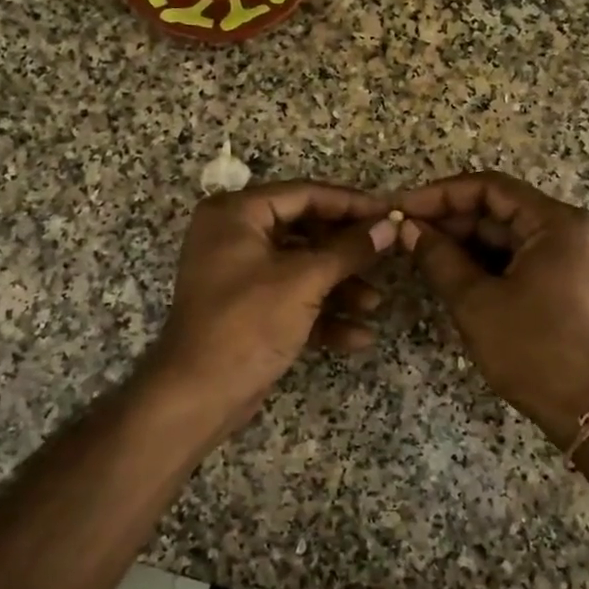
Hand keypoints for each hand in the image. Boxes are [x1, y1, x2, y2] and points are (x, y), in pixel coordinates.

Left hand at [146, 182, 396, 432]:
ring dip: (340, 287)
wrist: (198, 395)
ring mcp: (241, 274)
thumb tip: (390, 224)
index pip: (304, 194)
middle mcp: (234, 235)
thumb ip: (350, 249)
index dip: (351, 203)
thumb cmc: (248, 323)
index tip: (390, 212)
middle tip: (388, 256)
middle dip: (347, 253)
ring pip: (302, 268)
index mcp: (236, 213)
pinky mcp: (249, 309)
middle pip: (306, 231)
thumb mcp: (304, 280)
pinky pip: (292, 299)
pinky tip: (359, 337)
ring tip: (374, 304)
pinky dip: (322, 314)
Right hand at [395, 172, 588, 443]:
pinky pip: (515, 257)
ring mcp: (567, 256)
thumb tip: (407, 228)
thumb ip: (437, 257)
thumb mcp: (476, 302)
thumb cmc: (533, 350)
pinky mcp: (562, 280)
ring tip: (417, 253)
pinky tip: (447, 272)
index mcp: (554, 223)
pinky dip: (482, 262)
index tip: (402, 209)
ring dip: (462, 242)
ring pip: (504, 235)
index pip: (488, 188)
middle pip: (497, 209)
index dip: (440, 195)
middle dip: (449, 220)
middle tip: (403, 234)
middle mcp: (566, 229)